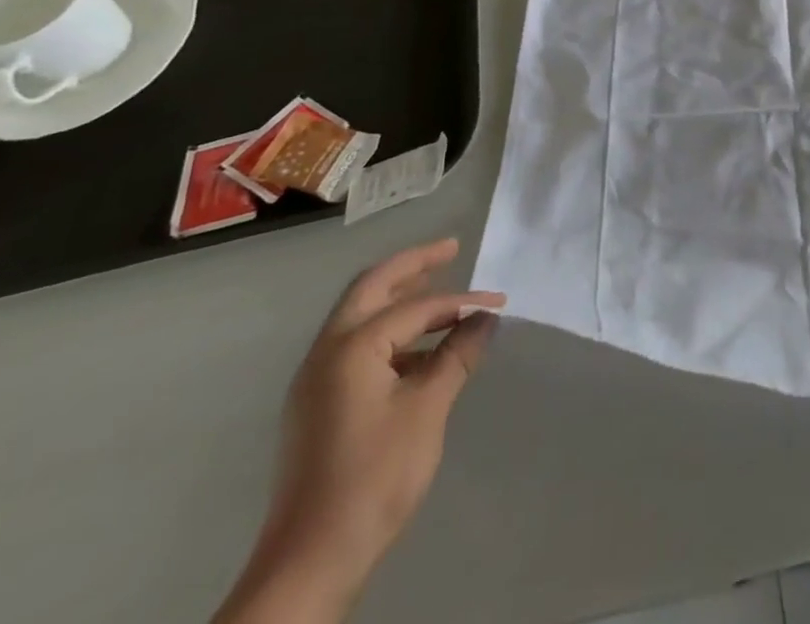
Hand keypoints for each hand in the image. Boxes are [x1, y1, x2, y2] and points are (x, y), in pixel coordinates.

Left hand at [216, 239, 505, 622]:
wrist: (310, 561)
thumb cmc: (374, 476)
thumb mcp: (428, 409)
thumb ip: (458, 354)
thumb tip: (486, 317)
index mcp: (350, 347)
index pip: (416, 307)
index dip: (461, 300)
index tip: (499, 303)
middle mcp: (325, 353)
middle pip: (371, 289)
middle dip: (412, 266)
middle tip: (451, 249)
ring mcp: (316, 381)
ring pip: (360, 317)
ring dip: (399, 299)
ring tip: (440, 294)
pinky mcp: (318, 406)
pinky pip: (356, 347)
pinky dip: (389, 332)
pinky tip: (419, 350)